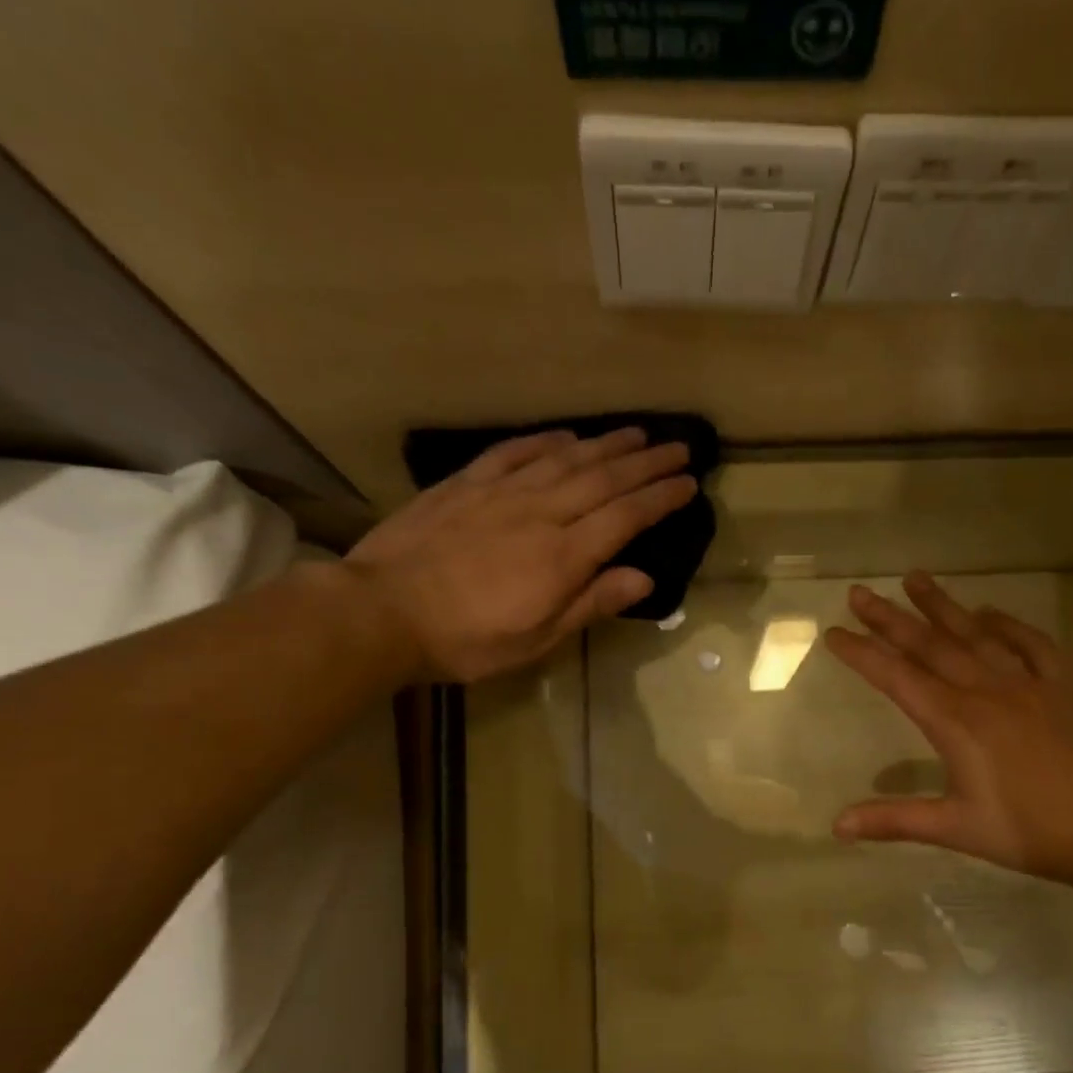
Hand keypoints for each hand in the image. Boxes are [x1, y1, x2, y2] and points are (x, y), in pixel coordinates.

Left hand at [343, 427, 695, 681]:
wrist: (383, 611)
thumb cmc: (468, 639)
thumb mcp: (538, 638)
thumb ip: (591, 603)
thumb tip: (644, 577)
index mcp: (564, 556)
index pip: (626, 517)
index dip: (661, 498)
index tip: (689, 483)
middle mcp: (542, 513)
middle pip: (604, 479)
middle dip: (646, 463)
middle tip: (678, 446)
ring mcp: (502, 493)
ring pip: (565, 459)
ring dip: (606, 444)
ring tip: (636, 433)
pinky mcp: (466, 485)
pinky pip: (514, 453)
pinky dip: (544, 441)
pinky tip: (564, 435)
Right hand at [824, 571, 1072, 886]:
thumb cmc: (1027, 830)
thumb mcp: (955, 828)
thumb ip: (894, 820)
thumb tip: (837, 825)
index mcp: (955, 721)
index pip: (897, 678)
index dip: (862, 654)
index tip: (834, 632)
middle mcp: (985, 690)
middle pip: (930, 646)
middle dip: (890, 618)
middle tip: (859, 592)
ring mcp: (1026, 684)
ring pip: (975, 635)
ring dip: (942, 606)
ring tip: (915, 578)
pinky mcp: (1060, 688)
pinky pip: (1032, 645)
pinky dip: (1009, 625)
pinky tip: (990, 612)